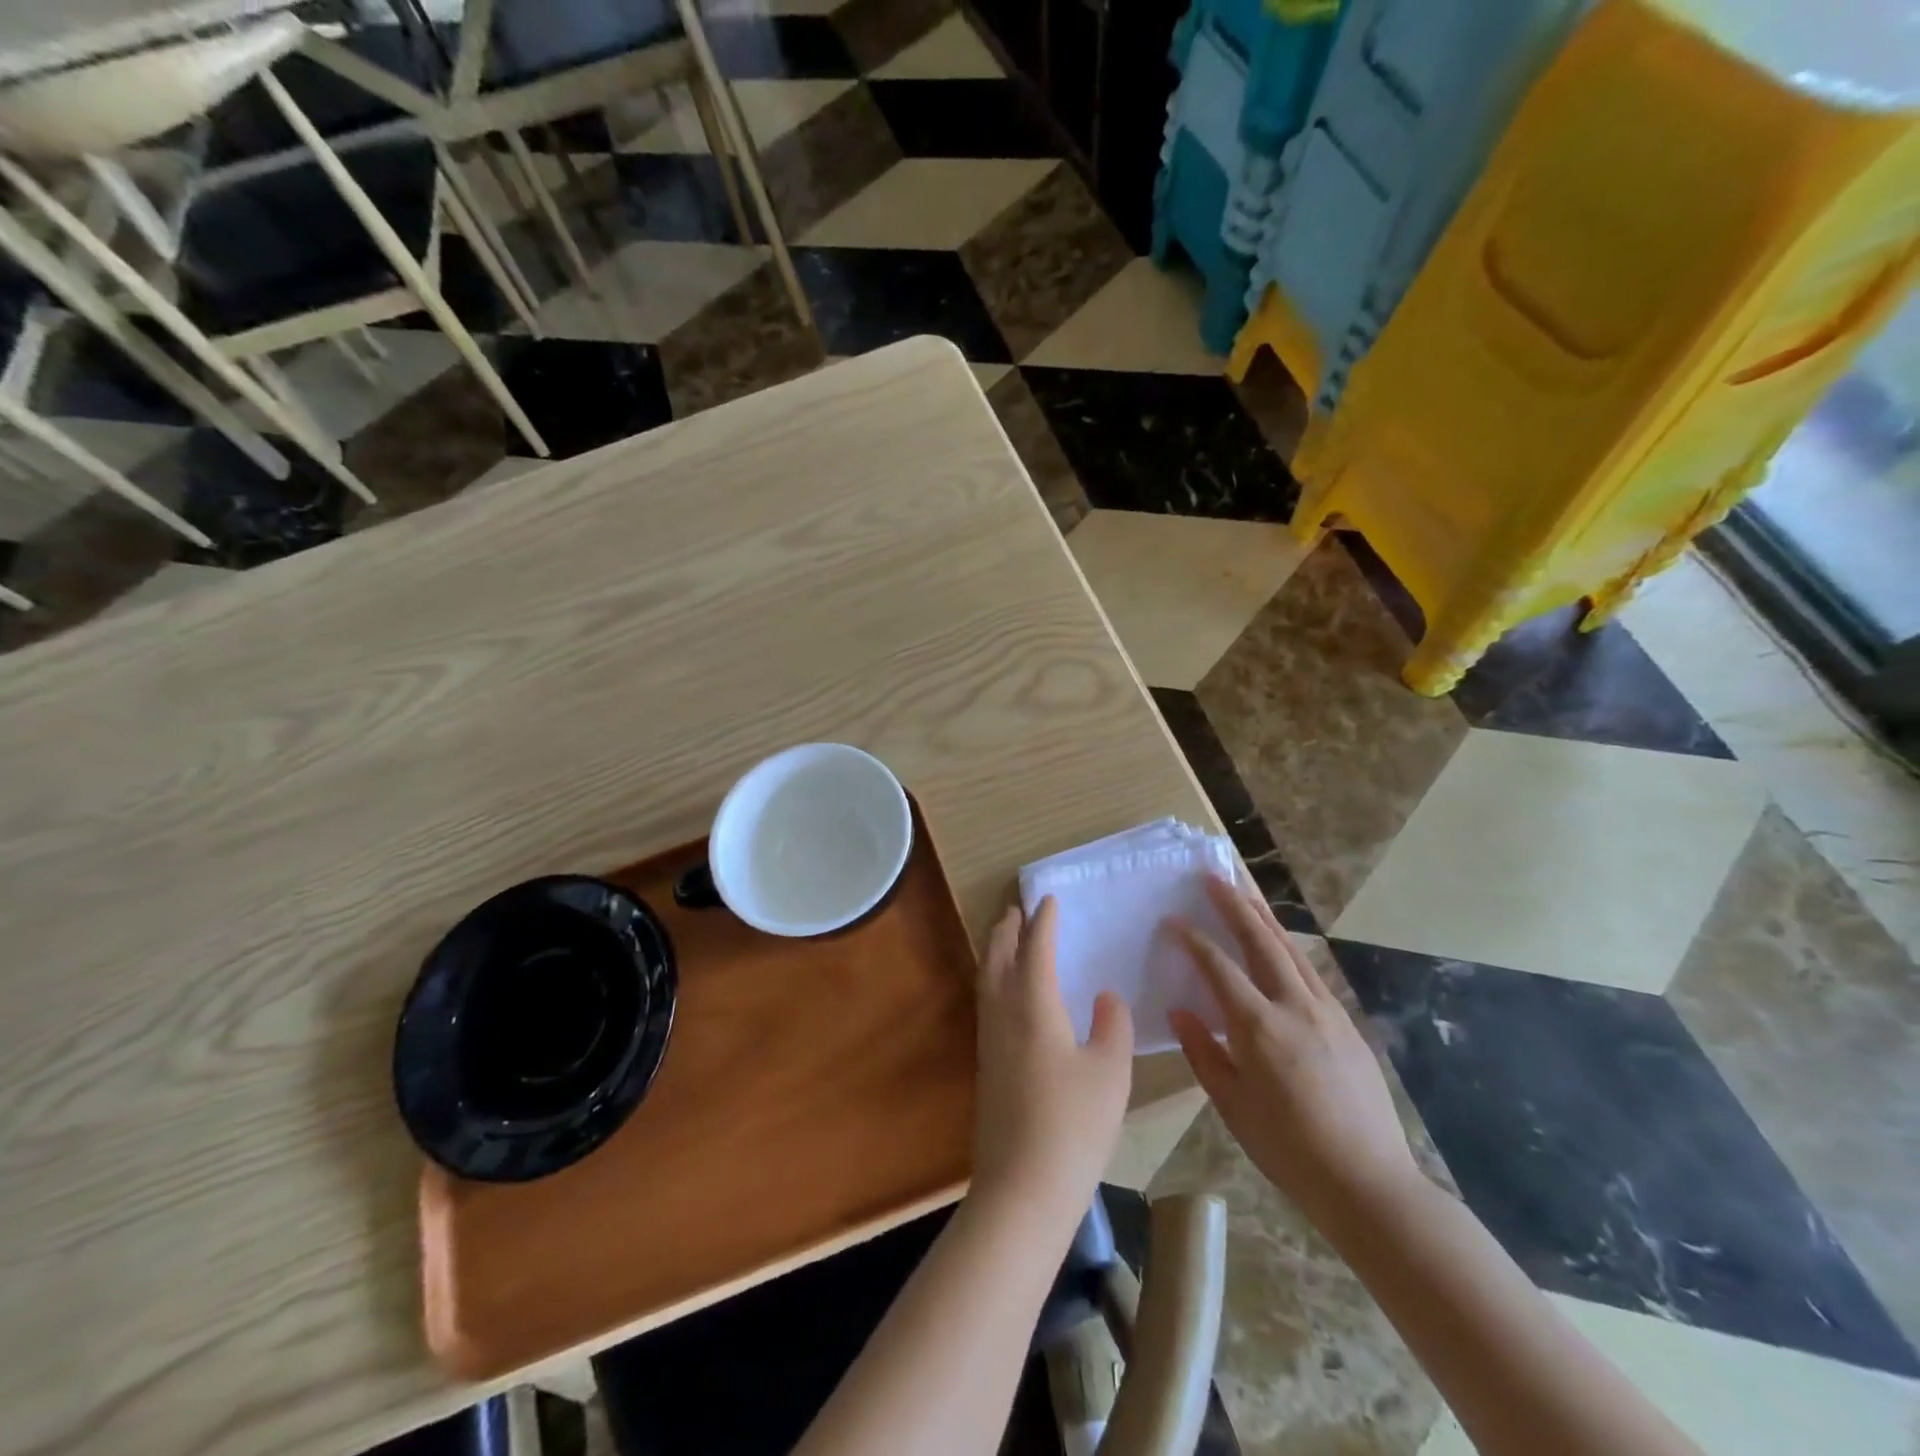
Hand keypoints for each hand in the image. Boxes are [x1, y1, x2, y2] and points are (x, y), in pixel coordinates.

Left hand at [972, 897, 1133, 1218]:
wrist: (1023, 1188)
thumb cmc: (1073, 1125)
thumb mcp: (1110, 1072)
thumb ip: (1112, 1025)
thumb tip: (1105, 996)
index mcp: (1033, 1005)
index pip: (1035, 948)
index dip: (1042, 922)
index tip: (1048, 900)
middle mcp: (1003, 1014)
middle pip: (998, 957)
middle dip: (1007, 930)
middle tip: (1017, 910)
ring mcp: (989, 1041)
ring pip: (987, 980)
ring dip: (996, 952)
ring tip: (1007, 940)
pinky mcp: (986, 1066)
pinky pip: (987, 1002)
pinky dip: (994, 980)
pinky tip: (1008, 996)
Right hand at [1169, 876, 1421, 1226]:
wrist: (1368, 1182)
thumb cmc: (1288, 1148)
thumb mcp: (1232, 1105)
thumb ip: (1203, 1052)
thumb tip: (1181, 1011)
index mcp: (1259, 1027)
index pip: (1219, 967)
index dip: (1193, 940)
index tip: (1173, 920)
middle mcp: (1295, 1007)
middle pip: (1261, 942)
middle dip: (1235, 905)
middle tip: (1214, 876)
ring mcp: (1327, 1012)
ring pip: (1291, 951)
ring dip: (1265, 918)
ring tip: (1246, 893)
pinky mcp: (1348, 1024)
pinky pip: (1311, 973)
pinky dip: (1290, 949)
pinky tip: (1281, 947)